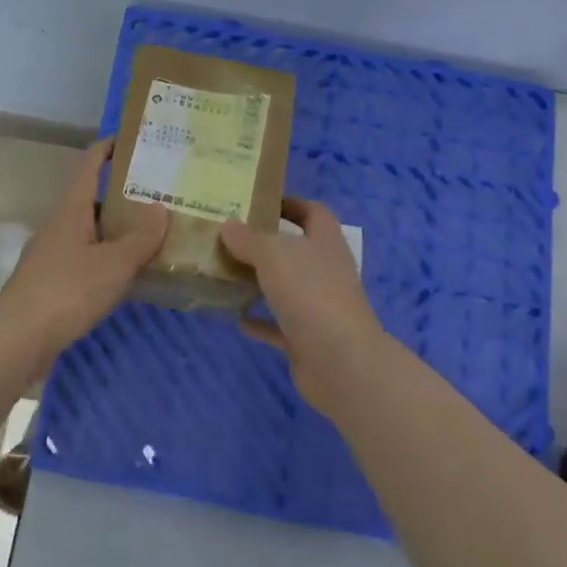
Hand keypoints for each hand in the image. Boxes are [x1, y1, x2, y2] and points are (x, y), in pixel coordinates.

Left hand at [0, 138, 167, 357]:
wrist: (19, 339)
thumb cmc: (67, 291)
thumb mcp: (113, 263)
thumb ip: (140, 237)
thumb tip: (160, 207)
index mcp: (71, 209)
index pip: (88, 164)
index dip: (108, 147)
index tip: (134, 139)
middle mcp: (60, 225)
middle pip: (92, 198)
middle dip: (124, 193)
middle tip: (161, 192)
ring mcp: (54, 254)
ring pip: (91, 231)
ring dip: (118, 229)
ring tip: (155, 231)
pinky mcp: (54, 281)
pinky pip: (88, 258)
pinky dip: (109, 257)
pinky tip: (131, 271)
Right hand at [220, 198, 385, 414]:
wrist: (341, 363)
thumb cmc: (311, 294)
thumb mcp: (273, 255)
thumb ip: (248, 239)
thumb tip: (228, 225)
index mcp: (325, 242)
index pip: (312, 212)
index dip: (289, 204)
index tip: (257, 203)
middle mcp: (325, 271)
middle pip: (296, 250)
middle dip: (265, 244)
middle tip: (228, 238)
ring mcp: (318, 307)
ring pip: (286, 287)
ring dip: (259, 282)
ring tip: (225, 274)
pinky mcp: (307, 339)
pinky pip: (278, 326)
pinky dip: (259, 322)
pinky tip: (235, 318)